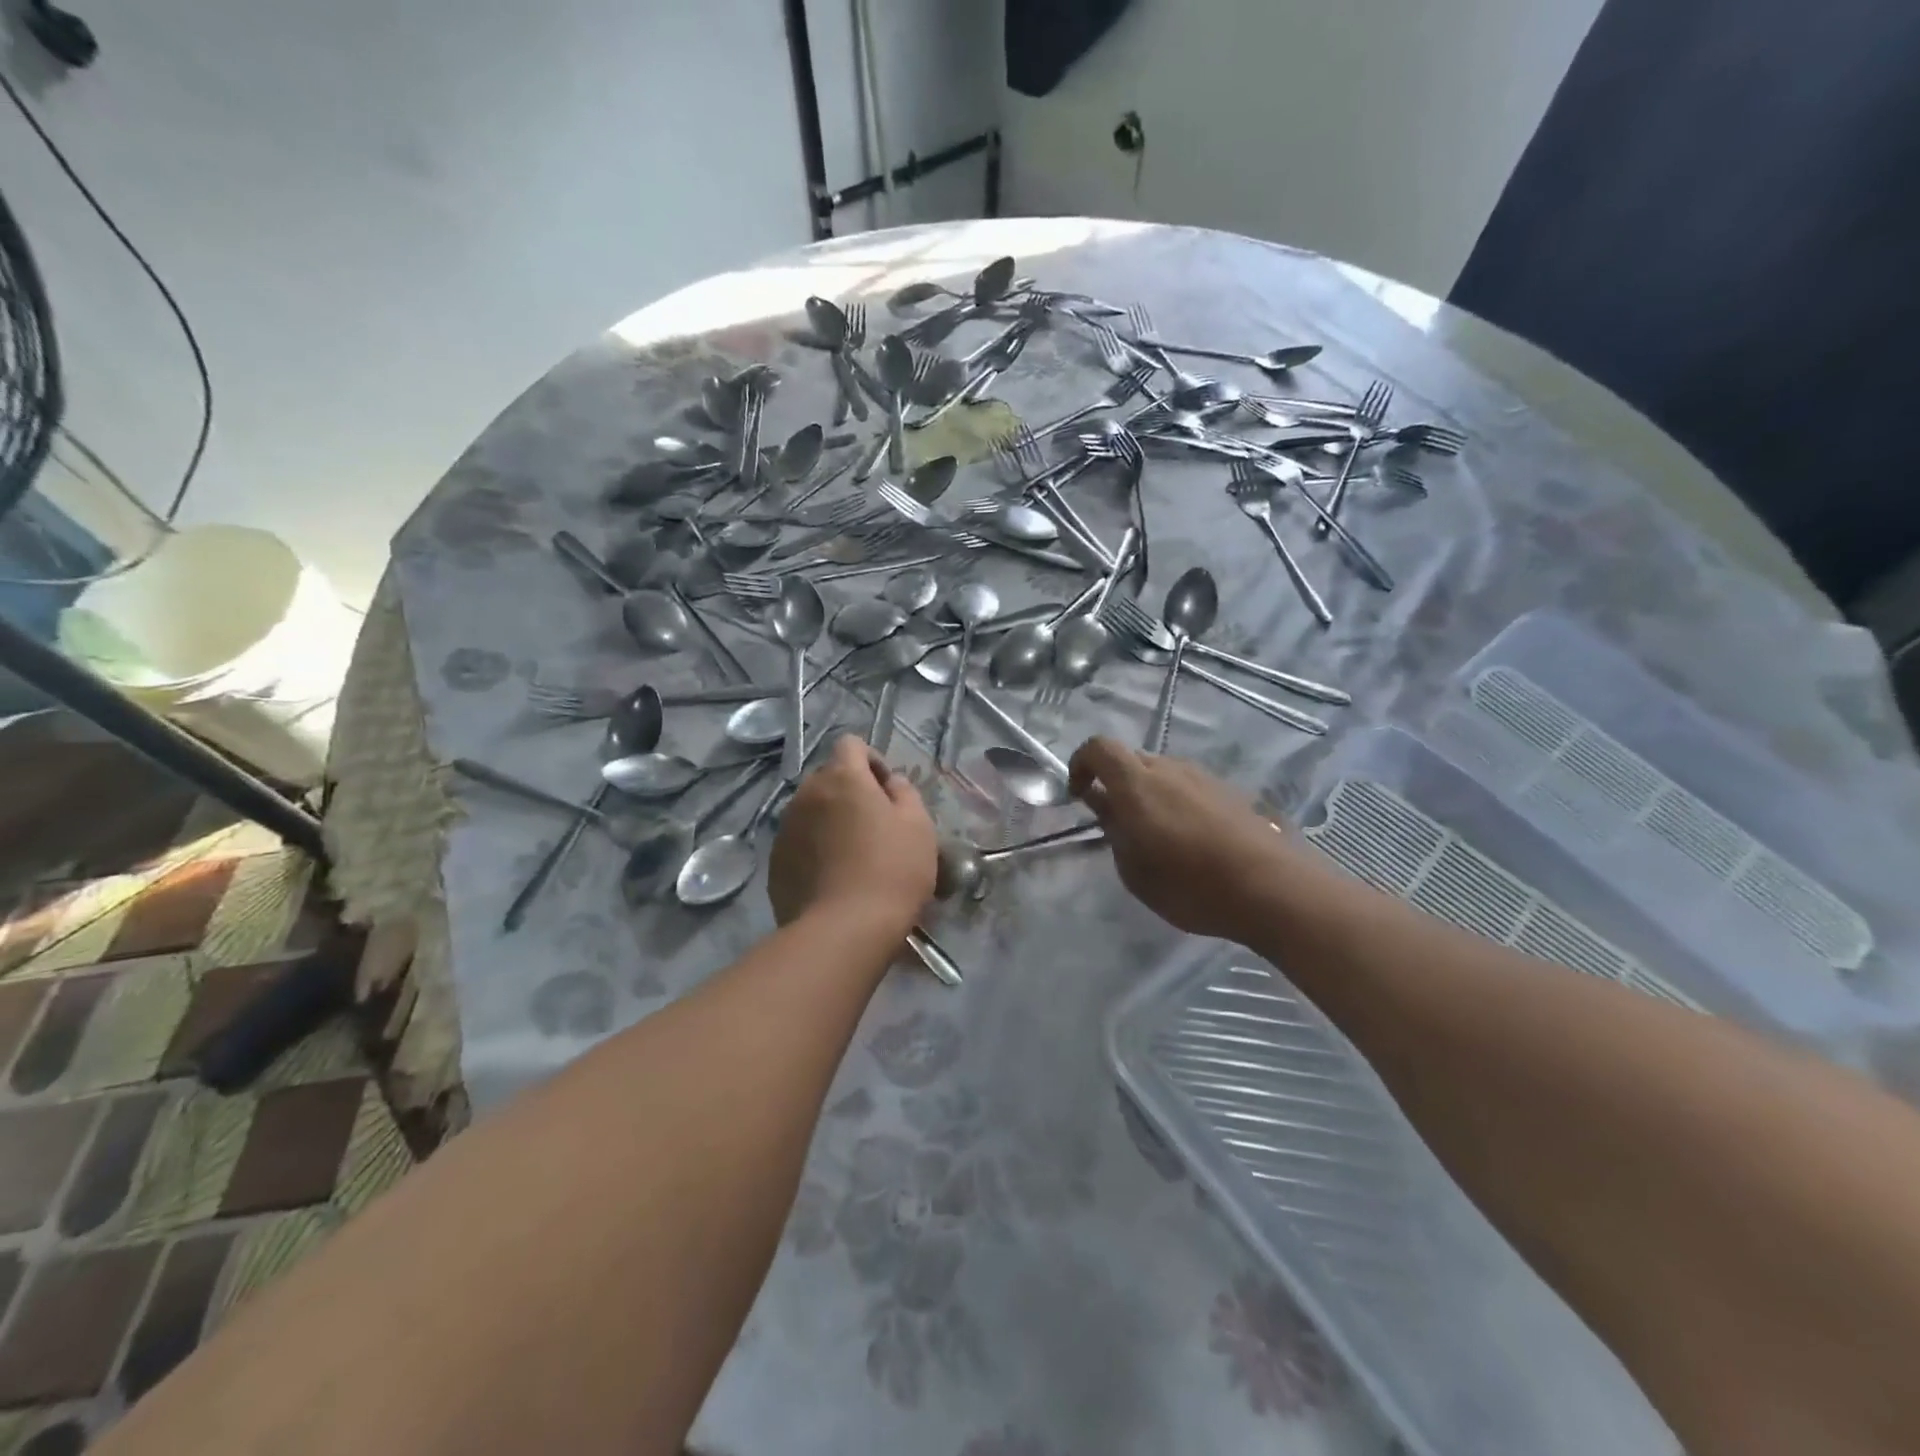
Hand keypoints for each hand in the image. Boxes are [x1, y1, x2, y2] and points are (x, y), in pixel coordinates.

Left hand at [769, 736, 936, 933]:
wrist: (844, 930)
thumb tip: (891, 783)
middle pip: (828, 778)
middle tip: (874, 825)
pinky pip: (799, 841)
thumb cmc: (891, 870)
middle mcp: (806, 794)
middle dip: (850, 792)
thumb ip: (905, 792)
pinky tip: (833, 878)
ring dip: (830, 820)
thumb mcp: (918, 826)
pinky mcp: (775, 862)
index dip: (872, 760)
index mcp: (842, 778)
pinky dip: (815, 848)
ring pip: (811, 810)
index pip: (851, 744)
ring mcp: (786, 828)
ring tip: (852, 854)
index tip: (887, 791)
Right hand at [1069, 737, 1296, 939]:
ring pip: (1162, 773)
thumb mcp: (1135, 872)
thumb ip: (1115, 834)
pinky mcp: (1230, 791)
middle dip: (1116, 784)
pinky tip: (1191, 840)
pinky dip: (1177, 803)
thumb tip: (1108, 810)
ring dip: (1149, 794)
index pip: (1098, 747)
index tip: (1079, 794)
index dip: (1081, 763)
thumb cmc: (1190, 885)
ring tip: (1157, 836)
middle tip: (1118, 824)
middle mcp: (1168, 769)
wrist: (1272, 887)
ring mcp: (1203, 777)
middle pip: (1131, 760)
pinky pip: (1189, 787)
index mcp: (1136, 783)